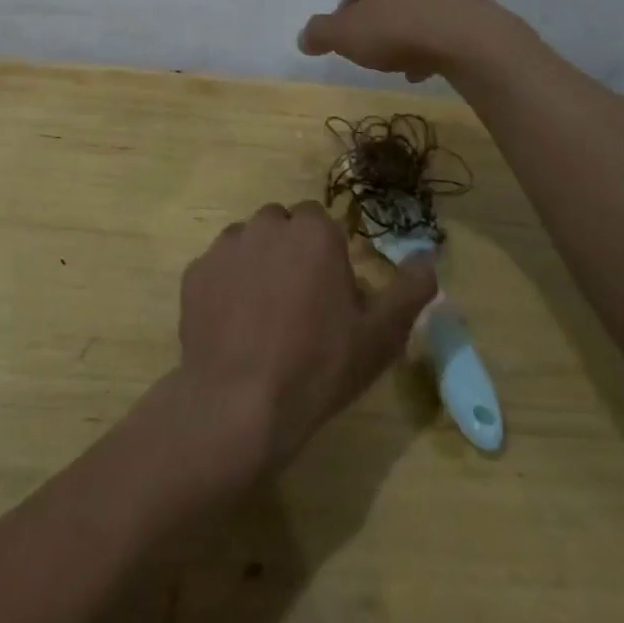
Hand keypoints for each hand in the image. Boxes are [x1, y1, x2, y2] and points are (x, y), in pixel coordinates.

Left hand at [177, 201, 436, 473]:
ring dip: (257, 264)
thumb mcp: (381, 334)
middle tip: (299, 302)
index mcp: (312, 231)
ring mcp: (224, 248)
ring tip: (263, 315)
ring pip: (247, 243)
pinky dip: (226, 286)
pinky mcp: (194, 273)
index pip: (319, 221)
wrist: (240, 402)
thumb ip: (410, 288)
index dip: (326, 252)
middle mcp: (265, 226)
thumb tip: (429, 255)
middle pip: (281, 226)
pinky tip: (234, 326)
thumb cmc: (320, 365)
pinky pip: (217, 269)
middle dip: (290, 251)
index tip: (330, 290)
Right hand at [298, 0, 506, 80]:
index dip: (346, 22)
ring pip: (414, 13)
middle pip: (385, 2)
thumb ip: (319, 34)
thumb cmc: (397, 29)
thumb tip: (303, 38)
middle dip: (378, 29)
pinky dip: (432, 42)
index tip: (351, 46)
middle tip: (376, 57)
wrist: (469, 39)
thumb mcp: (344, 35)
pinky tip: (429, 67)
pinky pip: (441, 24)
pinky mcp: (473, 2)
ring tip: (404, 67)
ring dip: (405, 38)